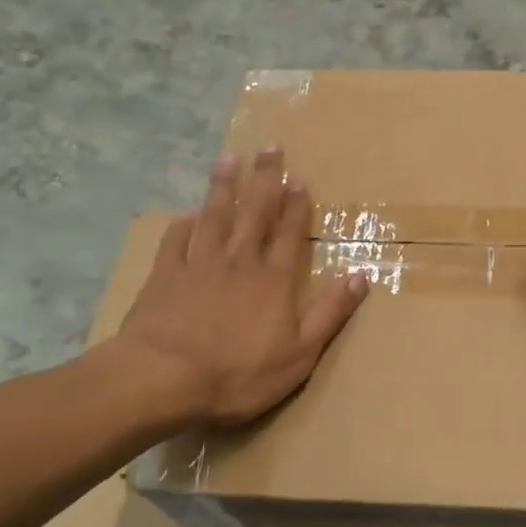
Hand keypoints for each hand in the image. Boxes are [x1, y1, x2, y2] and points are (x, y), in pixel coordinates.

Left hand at [115, 149, 368, 425]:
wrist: (164, 379)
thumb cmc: (239, 373)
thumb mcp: (301, 353)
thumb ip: (331, 311)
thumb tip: (362, 274)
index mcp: (274, 280)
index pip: (290, 233)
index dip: (296, 205)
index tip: (299, 178)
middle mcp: (239, 261)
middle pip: (254, 212)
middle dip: (264, 179)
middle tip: (269, 148)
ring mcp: (198, 265)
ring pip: (214, 216)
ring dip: (223, 186)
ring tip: (228, 158)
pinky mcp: (164, 276)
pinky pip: (175, 241)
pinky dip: (182, 225)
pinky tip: (185, 214)